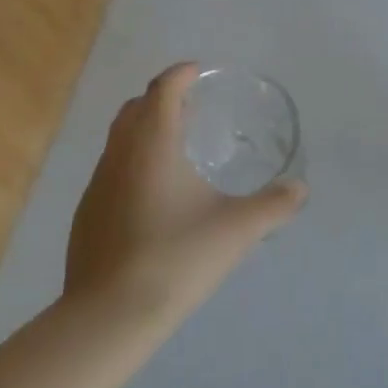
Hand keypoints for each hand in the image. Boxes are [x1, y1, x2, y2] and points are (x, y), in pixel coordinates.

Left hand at [64, 63, 306, 327]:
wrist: (110, 316)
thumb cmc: (177, 257)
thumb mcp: (237, 229)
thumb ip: (274, 205)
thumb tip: (300, 188)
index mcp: (153, 144)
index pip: (163, 89)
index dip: (180, 74)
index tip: (197, 71)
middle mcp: (119, 155)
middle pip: (135, 108)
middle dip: (160, 98)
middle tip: (190, 106)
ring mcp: (97, 185)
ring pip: (118, 140)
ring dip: (143, 130)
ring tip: (174, 147)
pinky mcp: (86, 215)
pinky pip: (111, 171)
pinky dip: (132, 163)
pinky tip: (152, 196)